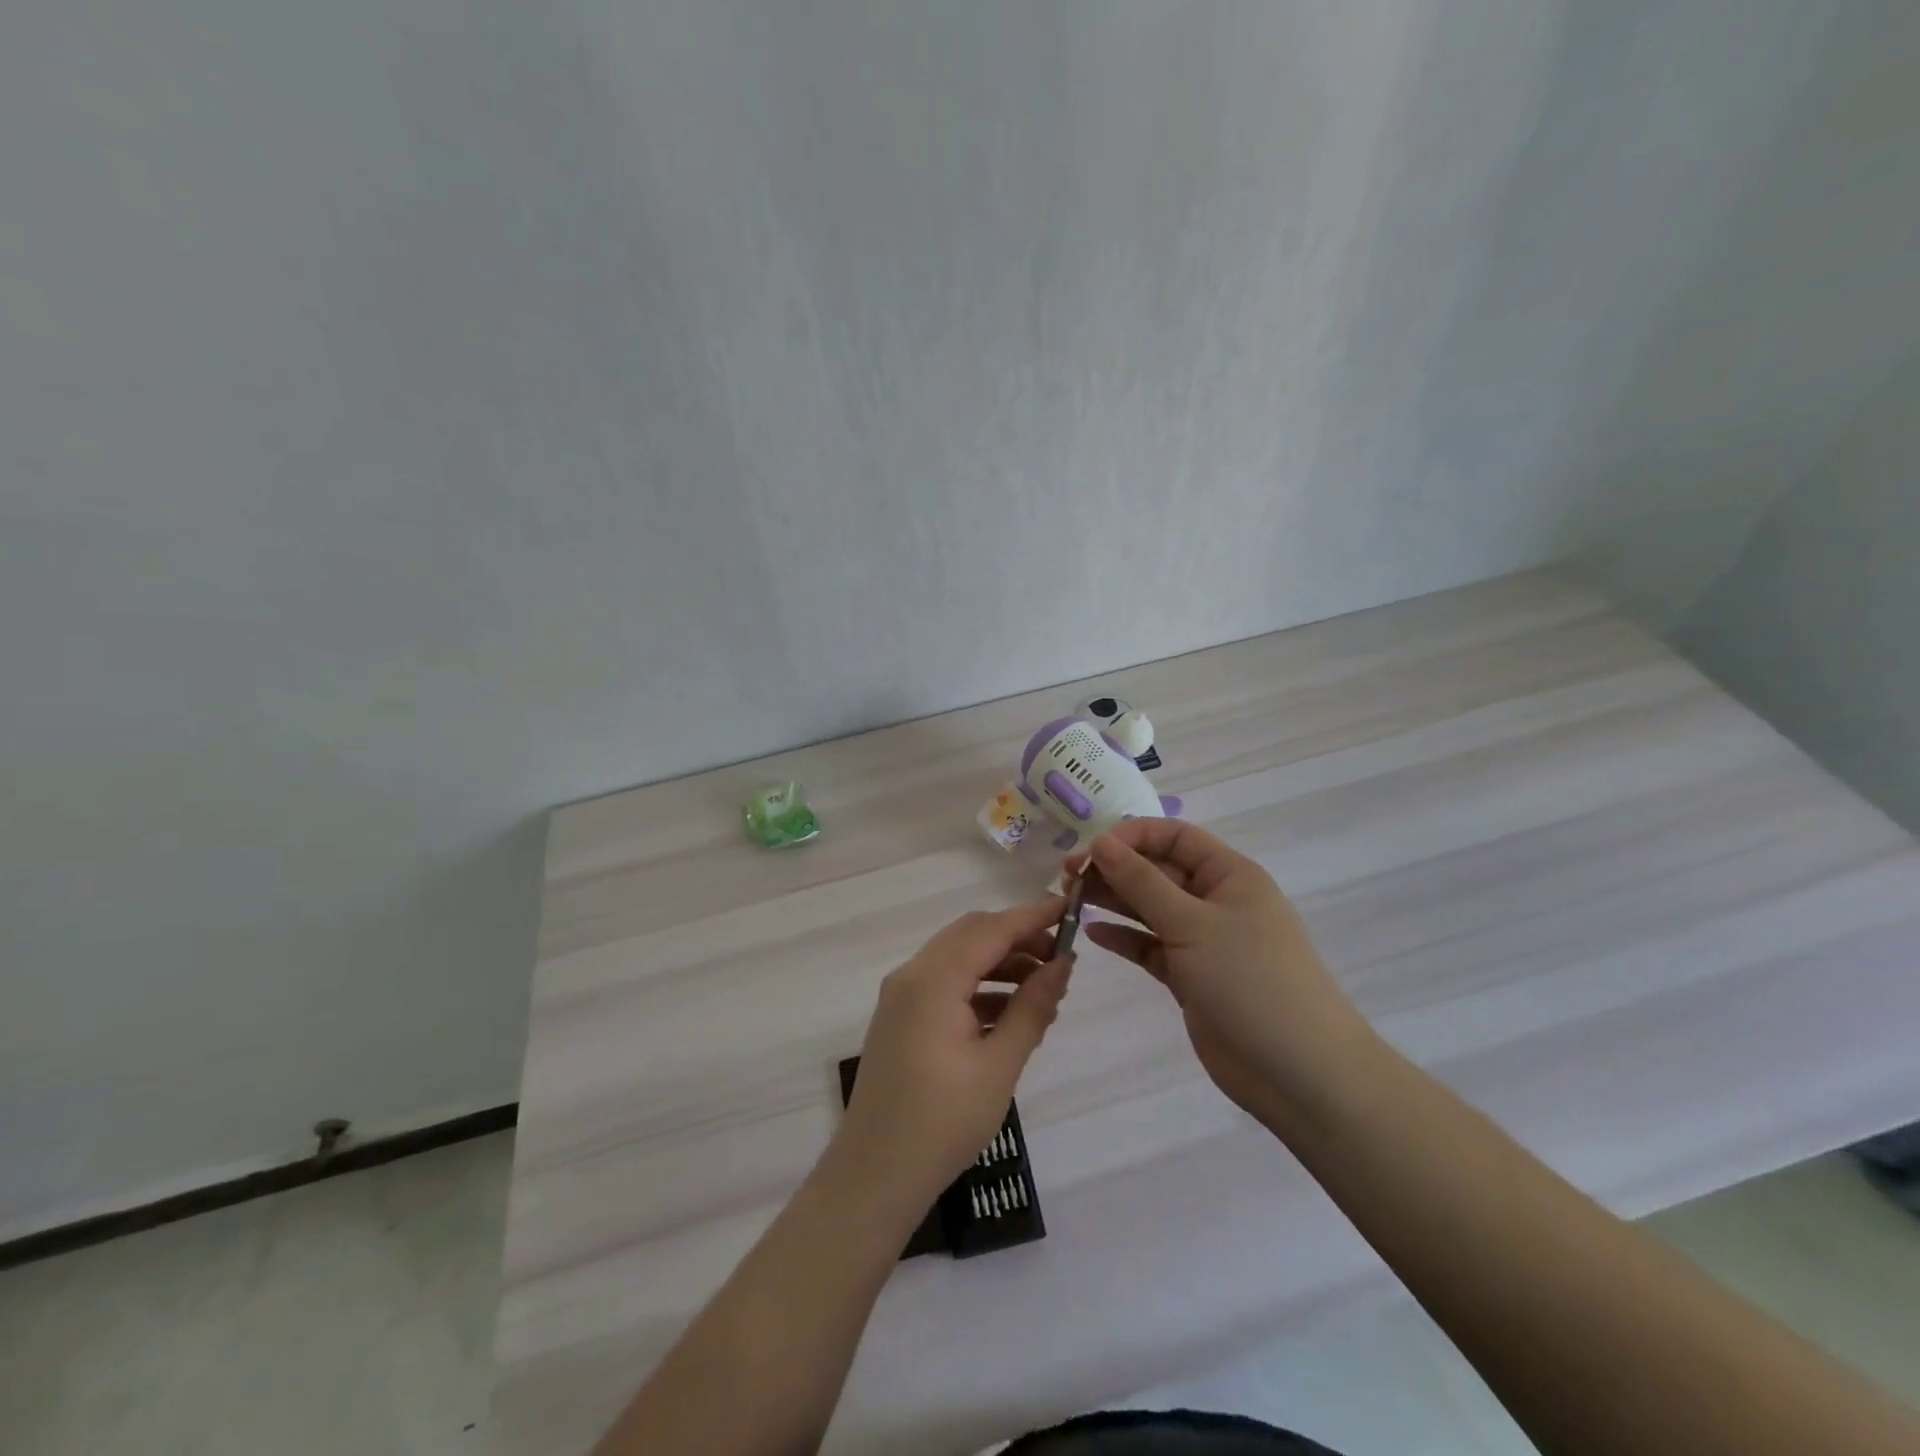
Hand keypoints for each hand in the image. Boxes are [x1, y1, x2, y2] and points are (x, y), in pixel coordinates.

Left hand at [832, 896, 1072, 1218]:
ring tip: (1044, 993)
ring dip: (1000, 964)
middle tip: (1061, 960)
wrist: (874, 1176)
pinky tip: (1009, 1015)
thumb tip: (1063, 964)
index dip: (1032, 916)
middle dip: (1017, 939)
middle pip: (971, 935)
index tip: (1070, 908)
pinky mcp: (900, 1018)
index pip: (991, 929)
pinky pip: (945, 984)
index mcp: (933, 979)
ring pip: (958, 958)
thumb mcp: (999, 1065)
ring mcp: (901, 996)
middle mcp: (912, 975)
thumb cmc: (943, 1123)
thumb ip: (1032, 1007)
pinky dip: (979, 987)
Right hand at [1081, 821, 1372, 1126]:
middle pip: (1157, 870)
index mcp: (1229, 875)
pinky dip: (1124, 939)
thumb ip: (1142, 882)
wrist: (1299, 1073)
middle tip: (1067, 879)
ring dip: (1113, 902)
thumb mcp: (1192, 924)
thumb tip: (1102, 842)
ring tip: (1069, 902)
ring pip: (1150, 908)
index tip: (1089, 851)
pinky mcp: (1191, 976)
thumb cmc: (1251, 981)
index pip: (1173, 836)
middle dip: (1114, 869)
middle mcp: (1216, 900)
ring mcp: (1204, 940)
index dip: (1130, 836)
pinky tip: (1092, 935)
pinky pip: (1151, 946)